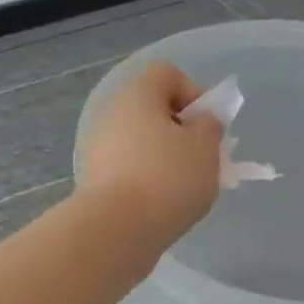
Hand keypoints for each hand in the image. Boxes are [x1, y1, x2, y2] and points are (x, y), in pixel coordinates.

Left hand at [77, 60, 223, 259]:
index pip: (167, 74)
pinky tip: (162, 204)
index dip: (194, 93)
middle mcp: (112, 113)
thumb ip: (209, 127)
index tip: (207, 126)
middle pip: (153, 109)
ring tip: (185, 187)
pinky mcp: (94, 178)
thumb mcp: (205, 148)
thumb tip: (200, 121)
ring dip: (165, 157)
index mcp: (137, 94)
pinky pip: (128, 167)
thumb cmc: (167, 178)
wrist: (116, 229)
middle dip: (181, 130)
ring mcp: (98, 146)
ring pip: (141, 141)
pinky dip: (147, 178)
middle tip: (202, 158)